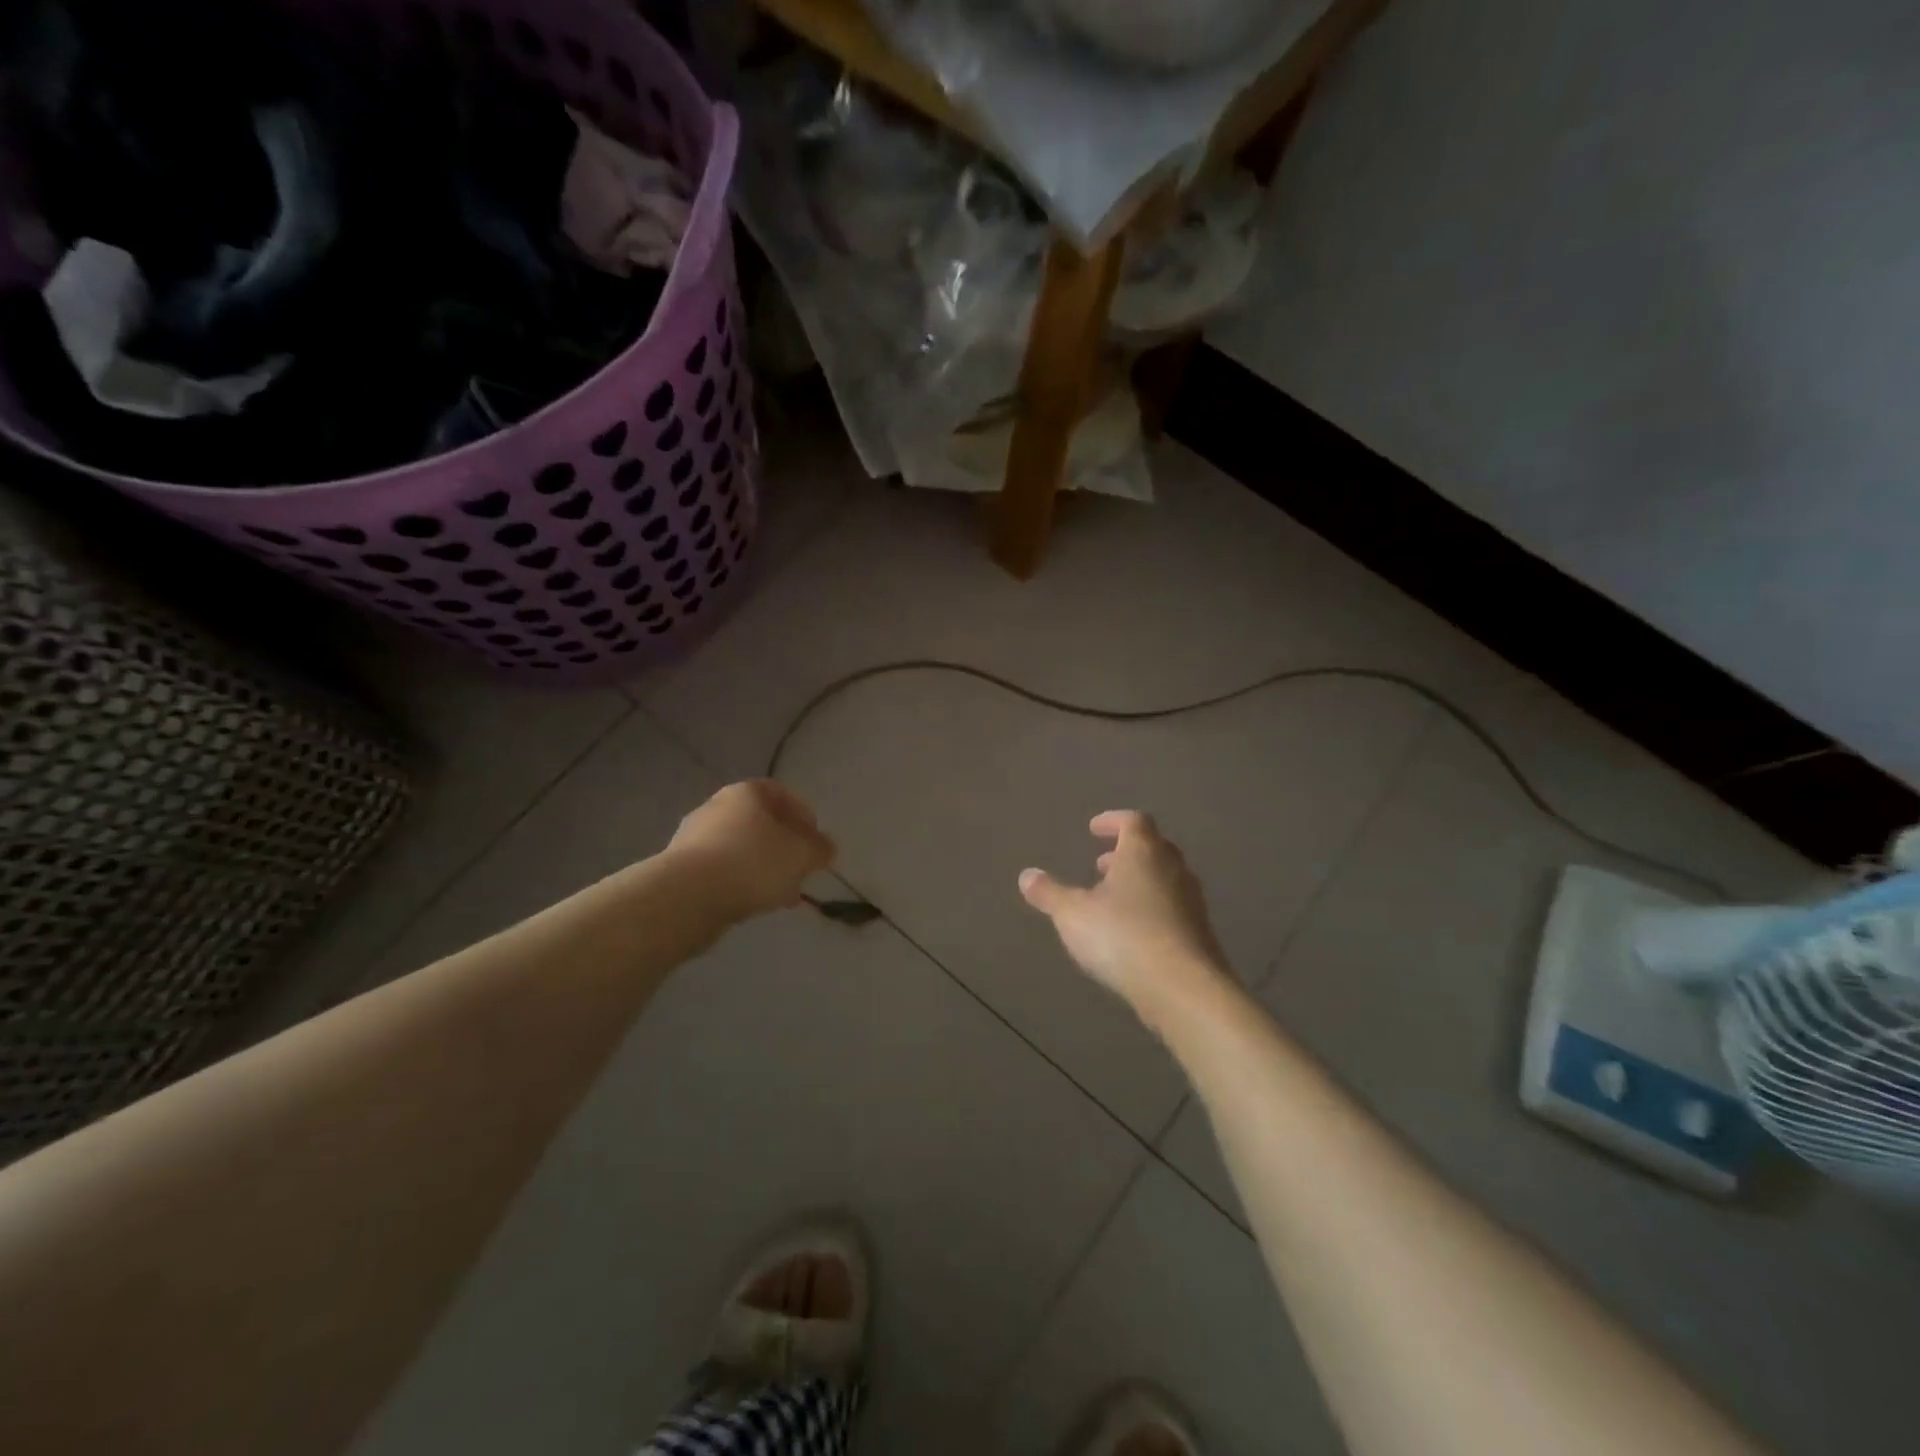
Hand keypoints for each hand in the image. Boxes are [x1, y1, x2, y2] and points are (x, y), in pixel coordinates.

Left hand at [667, 780, 835, 921]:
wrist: (686, 897)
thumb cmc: (752, 863)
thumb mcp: (801, 855)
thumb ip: (819, 849)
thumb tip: (827, 848)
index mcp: (746, 793)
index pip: (781, 793)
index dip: (804, 816)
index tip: (816, 842)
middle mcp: (717, 807)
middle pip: (760, 822)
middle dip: (785, 846)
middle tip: (801, 870)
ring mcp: (695, 837)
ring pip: (742, 848)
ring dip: (765, 868)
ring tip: (782, 894)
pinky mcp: (681, 868)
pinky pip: (722, 870)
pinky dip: (741, 882)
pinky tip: (754, 903)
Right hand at [1019, 811, 1230, 1021]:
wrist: (1184, 988)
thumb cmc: (1123, 936)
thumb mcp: (1072, 915)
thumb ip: (1049, 893)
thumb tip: (1027, 875)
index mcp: (1143, 852)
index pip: (1134, 821)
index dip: (1113, 821)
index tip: (1094, 830)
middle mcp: (1173, 869)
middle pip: (1154, 847)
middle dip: (1127, 852)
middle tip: (1102, 864)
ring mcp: (1192, 901)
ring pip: (1166, 879)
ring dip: (1140, 882)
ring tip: (1113, 900)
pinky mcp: (1201, 933)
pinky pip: (1174, 909)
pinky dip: (1153, 909)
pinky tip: (1134, 933)